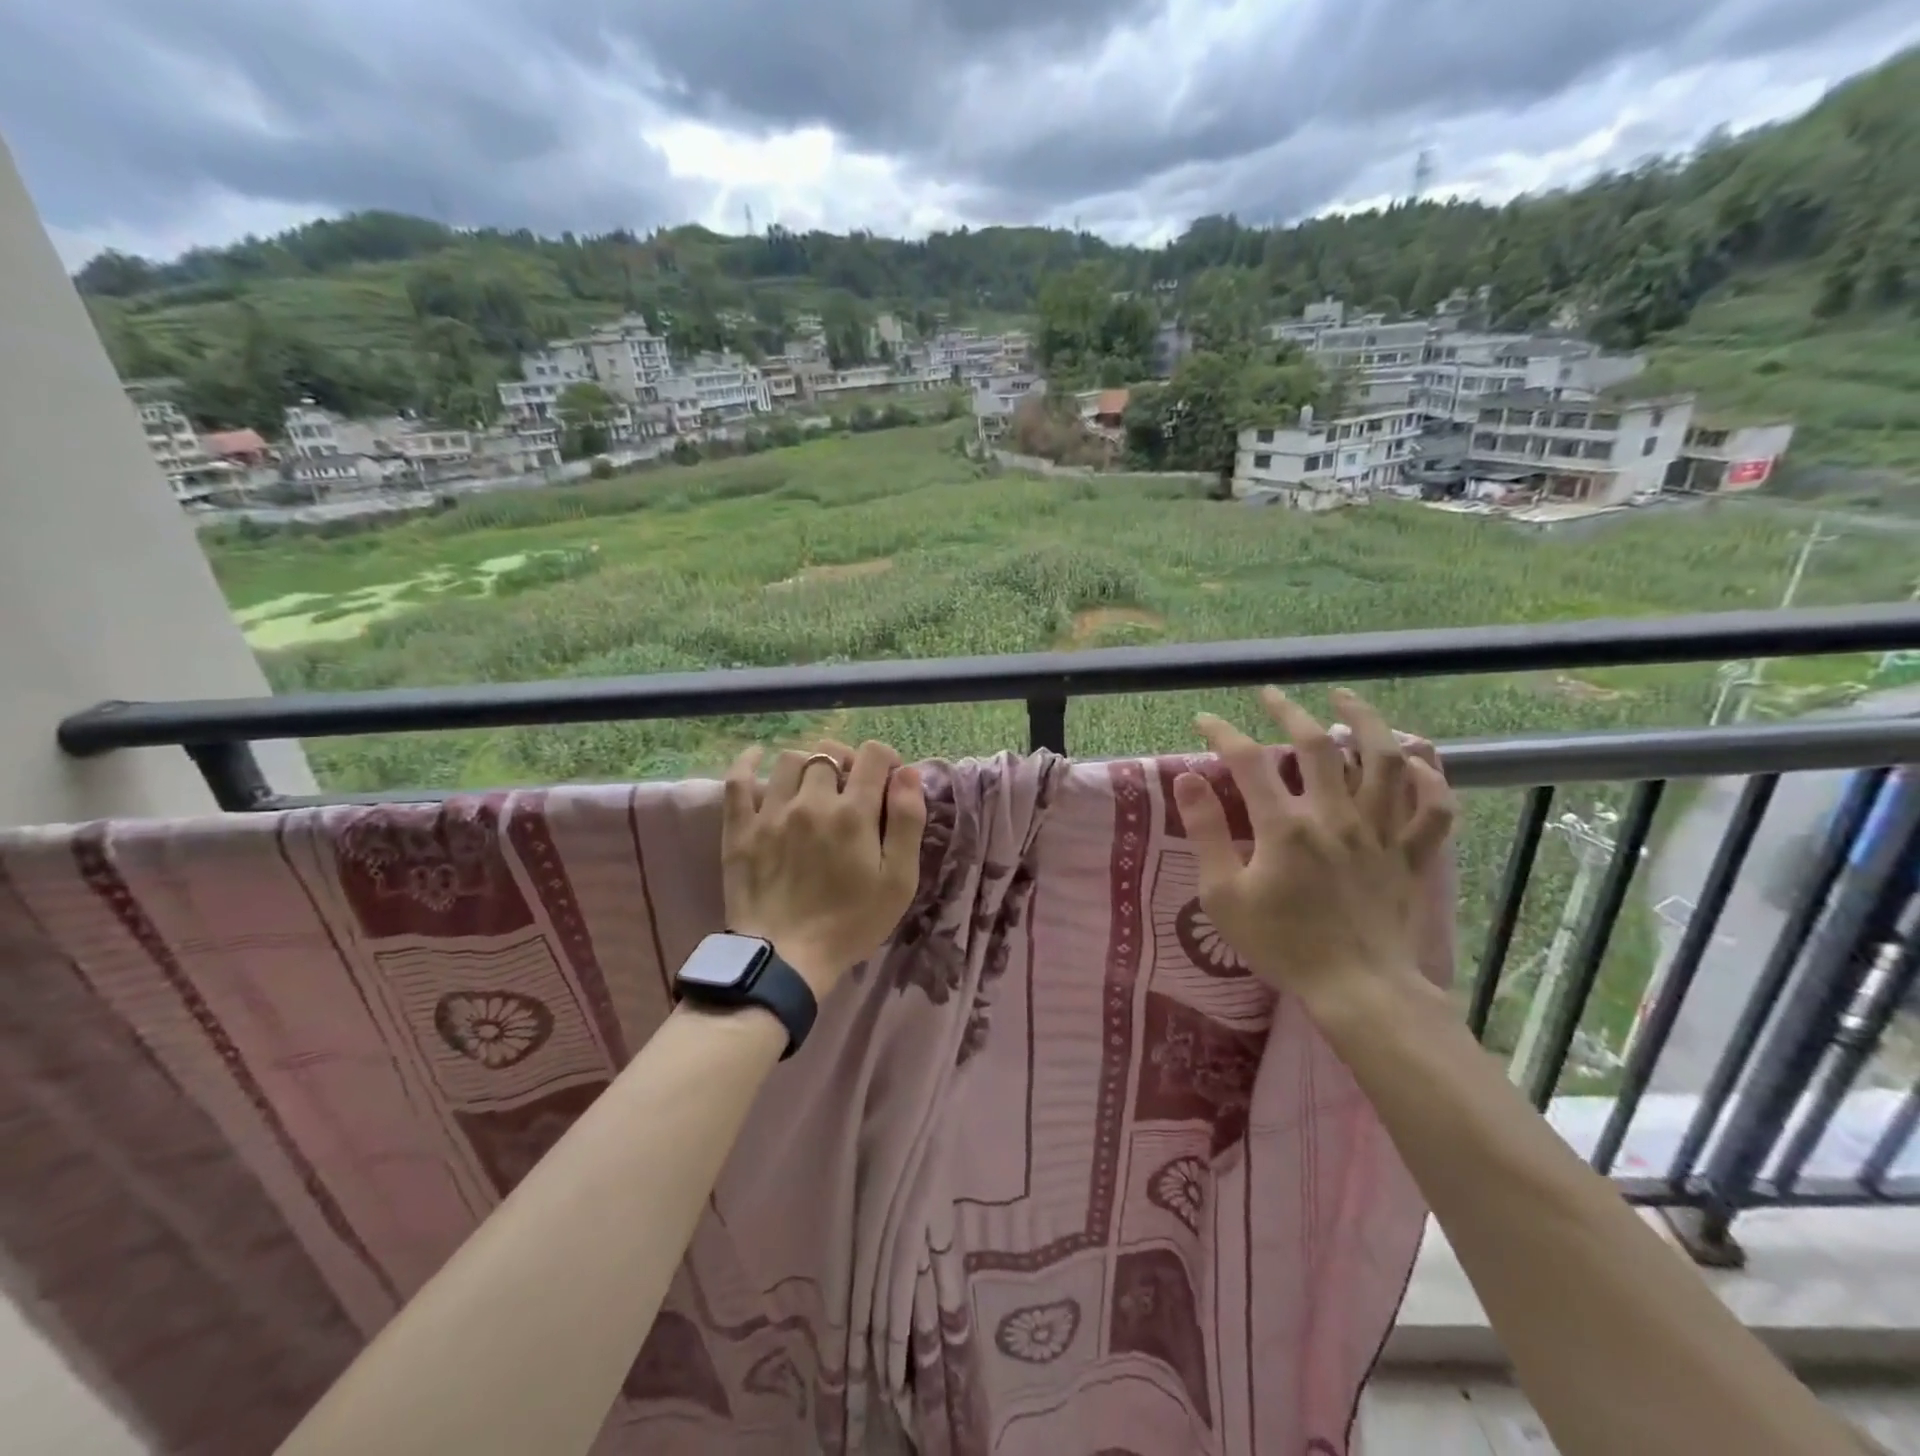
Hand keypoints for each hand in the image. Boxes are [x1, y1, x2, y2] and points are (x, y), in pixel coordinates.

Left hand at [722, 739, 927, 998]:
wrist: (785, 959)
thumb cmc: (850, 923)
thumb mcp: (898, 881)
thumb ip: (907, 822)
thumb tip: (908, 773)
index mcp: (853, 813)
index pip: (874, 755)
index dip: (886, 759)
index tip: (889, 780)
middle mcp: (811, 801)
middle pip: (830, 753)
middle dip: (848, 761)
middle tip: (852, 787)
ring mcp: (771, 812)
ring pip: (790, 760)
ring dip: (808, 764)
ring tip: (814, 785)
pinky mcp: (740, 828)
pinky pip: (738, 780)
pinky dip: (748, 762)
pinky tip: (758, 756)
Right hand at [1172, 688, 1454, 1014]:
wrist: (1357, 989)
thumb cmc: (1282, 943)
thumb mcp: (1223, 894)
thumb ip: (1205, 832)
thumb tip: (1186, 779)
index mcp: (1285, 827)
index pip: (1248, 761)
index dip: (1222, 733)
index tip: (1205, 719)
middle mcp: (1335, 816)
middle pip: (1317, 744)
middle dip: (1289, 710)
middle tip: (1271, 694)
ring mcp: (1380, 832)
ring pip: (1384, 760)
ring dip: (1366, 721)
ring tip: (1346, 699)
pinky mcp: (1411, 854)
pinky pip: (1434, 808)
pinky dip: (1430, 778)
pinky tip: (1414, 760)